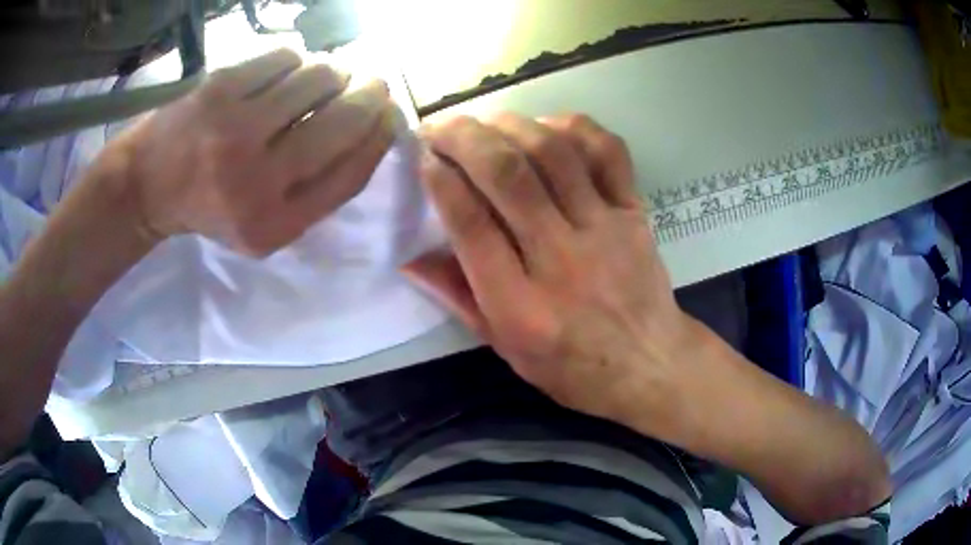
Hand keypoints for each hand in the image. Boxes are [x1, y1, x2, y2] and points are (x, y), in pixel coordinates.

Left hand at [106, 48, 395, 255]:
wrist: (146, 185)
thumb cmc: (210, 206)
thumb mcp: (265, 225)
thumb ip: (316, 191)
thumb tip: (372, 125)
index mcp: (274, 225)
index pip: (350, 172)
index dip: (380, 137)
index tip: (389, 114)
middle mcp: (256, 181)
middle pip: (342, 121)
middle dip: (370, 93)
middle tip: (372, 82)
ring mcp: (234, 130)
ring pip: (318, 78)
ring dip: (331, 73)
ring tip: (320, 80)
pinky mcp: (218, 90)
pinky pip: (284, 58)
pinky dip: (293, 61)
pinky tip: (282, 73)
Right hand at [405, 113, 690, 422]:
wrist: (650, 365)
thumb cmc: (572, 367)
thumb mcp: (505, 348)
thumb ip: (459, 298)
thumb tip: (410, 260)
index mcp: (520, 305)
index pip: (471, 224)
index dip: (441, 181)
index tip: (425, 157)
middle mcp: (560, 258)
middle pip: (507, 175)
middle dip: (465, 138)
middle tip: (441, 126)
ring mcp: (603, 229)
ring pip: (554, 153)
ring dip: (512, 125)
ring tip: (488, 122)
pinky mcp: (634, 213)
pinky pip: (608, 153)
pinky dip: (575, 128)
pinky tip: (549, 127)